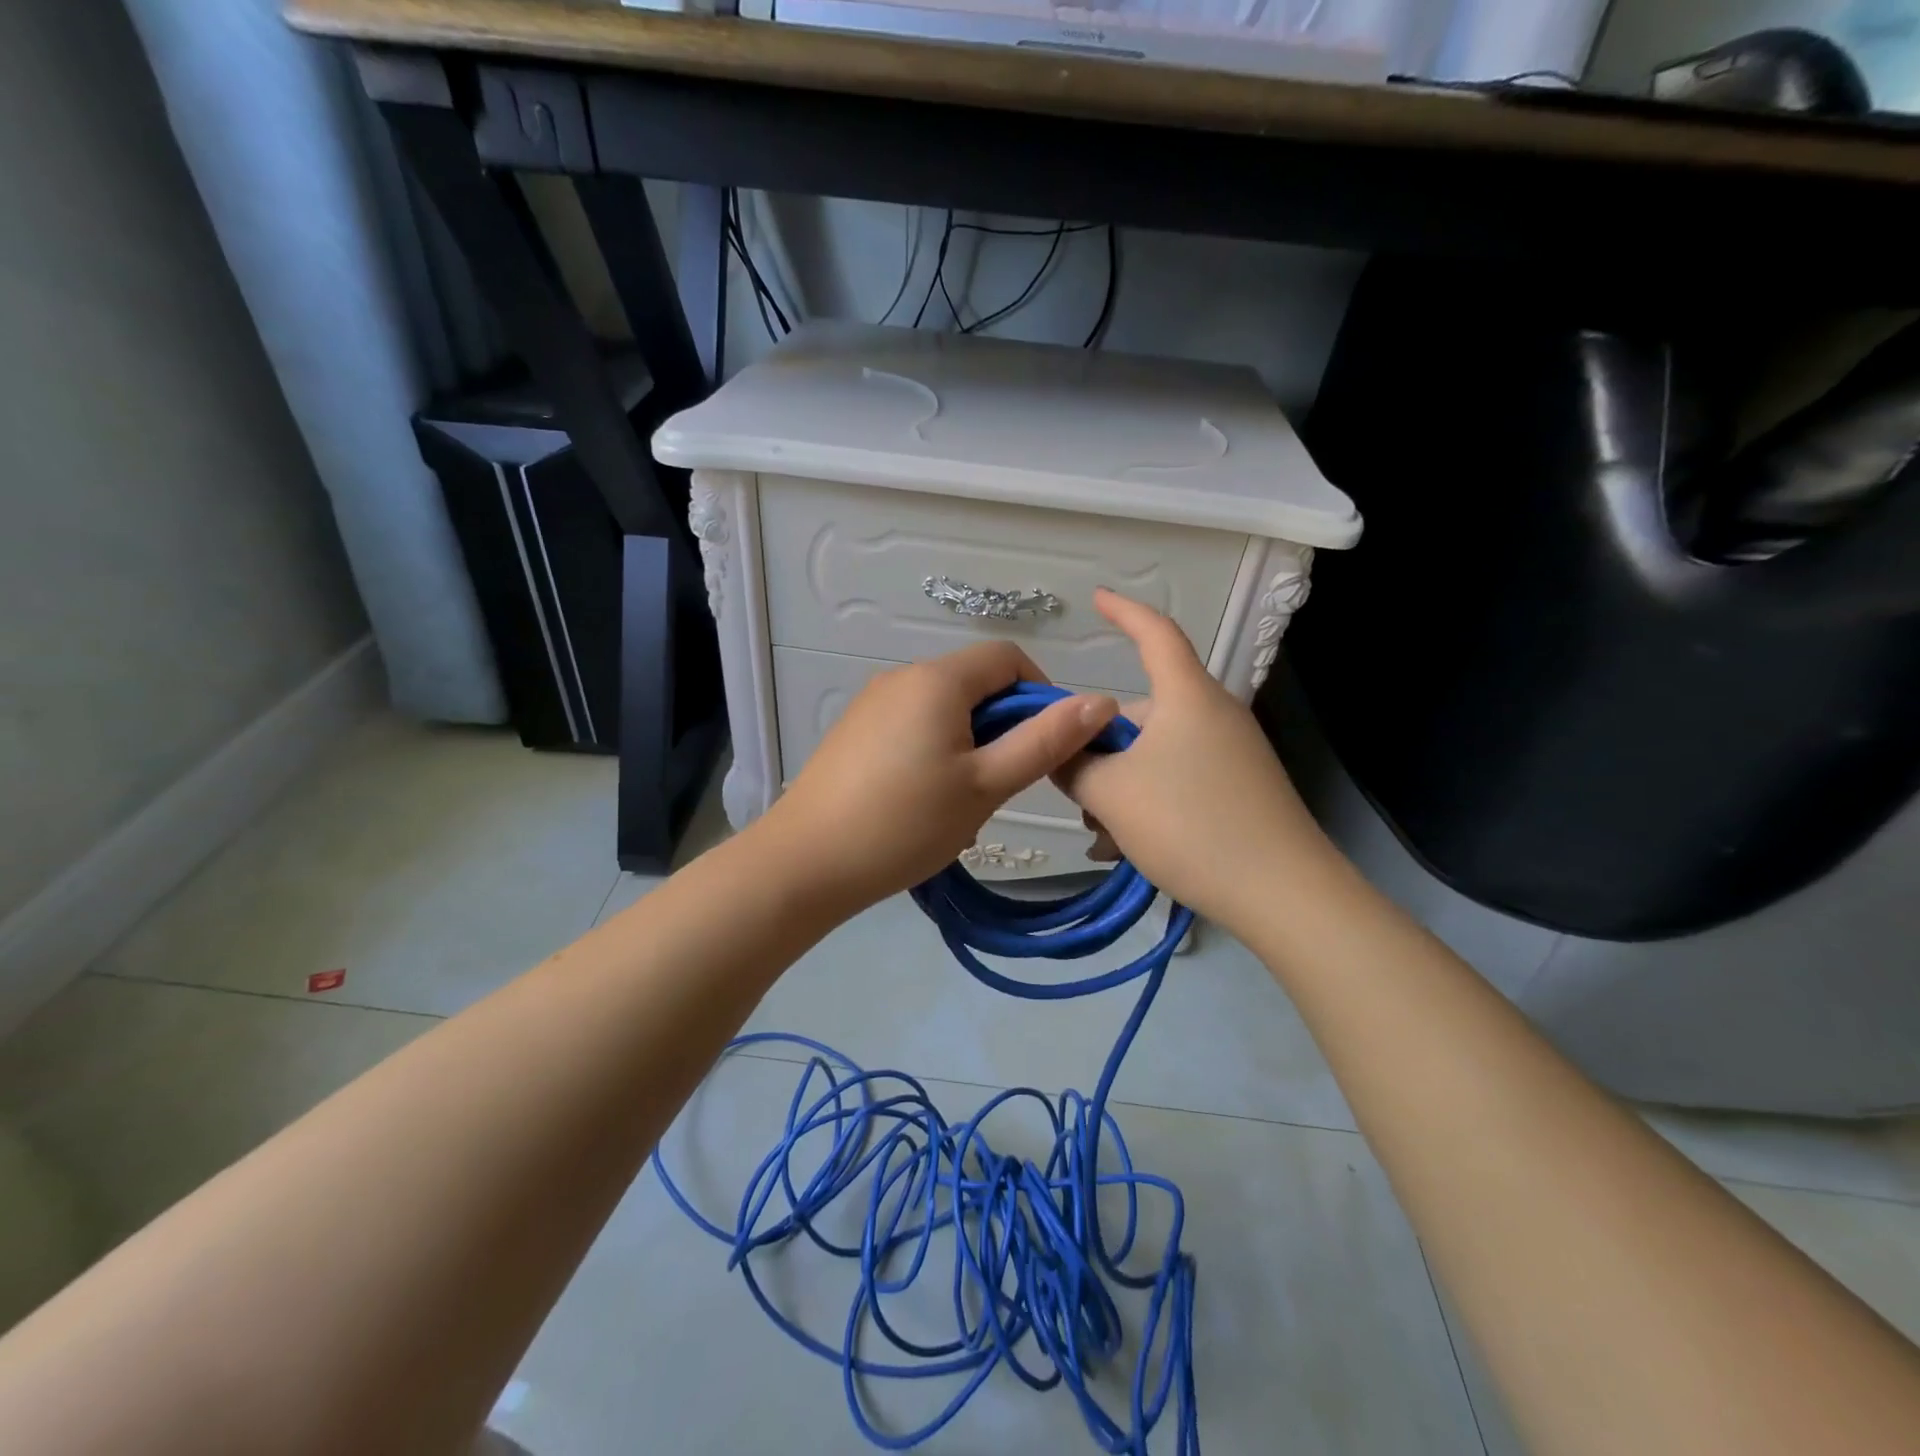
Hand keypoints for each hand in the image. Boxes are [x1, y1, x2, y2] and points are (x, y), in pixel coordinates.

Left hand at [761, 641, 1117, 911]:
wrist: (805, 864)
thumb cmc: (904, 823)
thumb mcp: (985, 785)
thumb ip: (1045, 741)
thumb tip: (1102, 700)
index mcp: (937, 679)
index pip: (1008, 657)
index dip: (1040, 693)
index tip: (1046, 746)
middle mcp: (902, 677)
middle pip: (975, 684)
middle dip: (1003, 728)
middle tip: (1002, 786)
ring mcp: (872, 704)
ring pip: (945, 710)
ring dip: (971, 746)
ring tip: (962, 804)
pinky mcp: (855, 732)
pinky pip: (914, 726)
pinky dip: (936, 753)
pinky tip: (923, 803)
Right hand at [1053, 589, 1333, 933]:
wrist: (1284, 894)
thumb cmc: (1191, 825)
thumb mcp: (1111, 794)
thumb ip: (1072, 764)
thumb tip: (1059, 748)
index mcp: (1187, 697)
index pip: (1155, 633)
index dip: (1124, 611)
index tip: (1096, 598)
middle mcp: (1213, 715)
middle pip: (1142, 712)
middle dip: (1101, 748)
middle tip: (1075, 794)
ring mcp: (1232, 754)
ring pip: (1155, 754)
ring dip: (1121, 786)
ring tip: (1105, 836)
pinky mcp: (1241, 789)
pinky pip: (1179, 779)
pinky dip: (1149, 802)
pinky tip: (1131, 846)